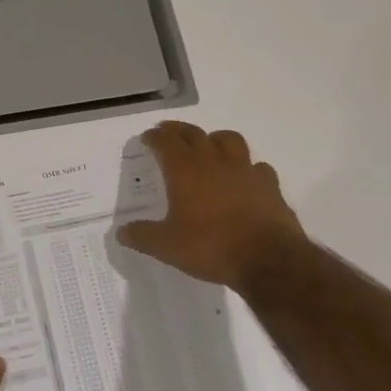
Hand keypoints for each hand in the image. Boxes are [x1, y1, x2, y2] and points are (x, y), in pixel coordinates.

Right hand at [116, 121, 308, 290]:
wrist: (268, 259)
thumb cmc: (211, 247)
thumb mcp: (167, 247)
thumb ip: (143, 236)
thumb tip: (122, 232)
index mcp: (185, 171)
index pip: (166, 142)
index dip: (154, 137)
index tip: (147, 137)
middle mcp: (214, 162)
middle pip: (194, 134)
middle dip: (178, 130)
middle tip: (168, 131)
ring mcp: (245, 170)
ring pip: (229, 140)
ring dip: (214, 138)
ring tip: (208, 146)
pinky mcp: (269, 185)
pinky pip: (256, 166)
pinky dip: (247, 167)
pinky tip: (244, 178)